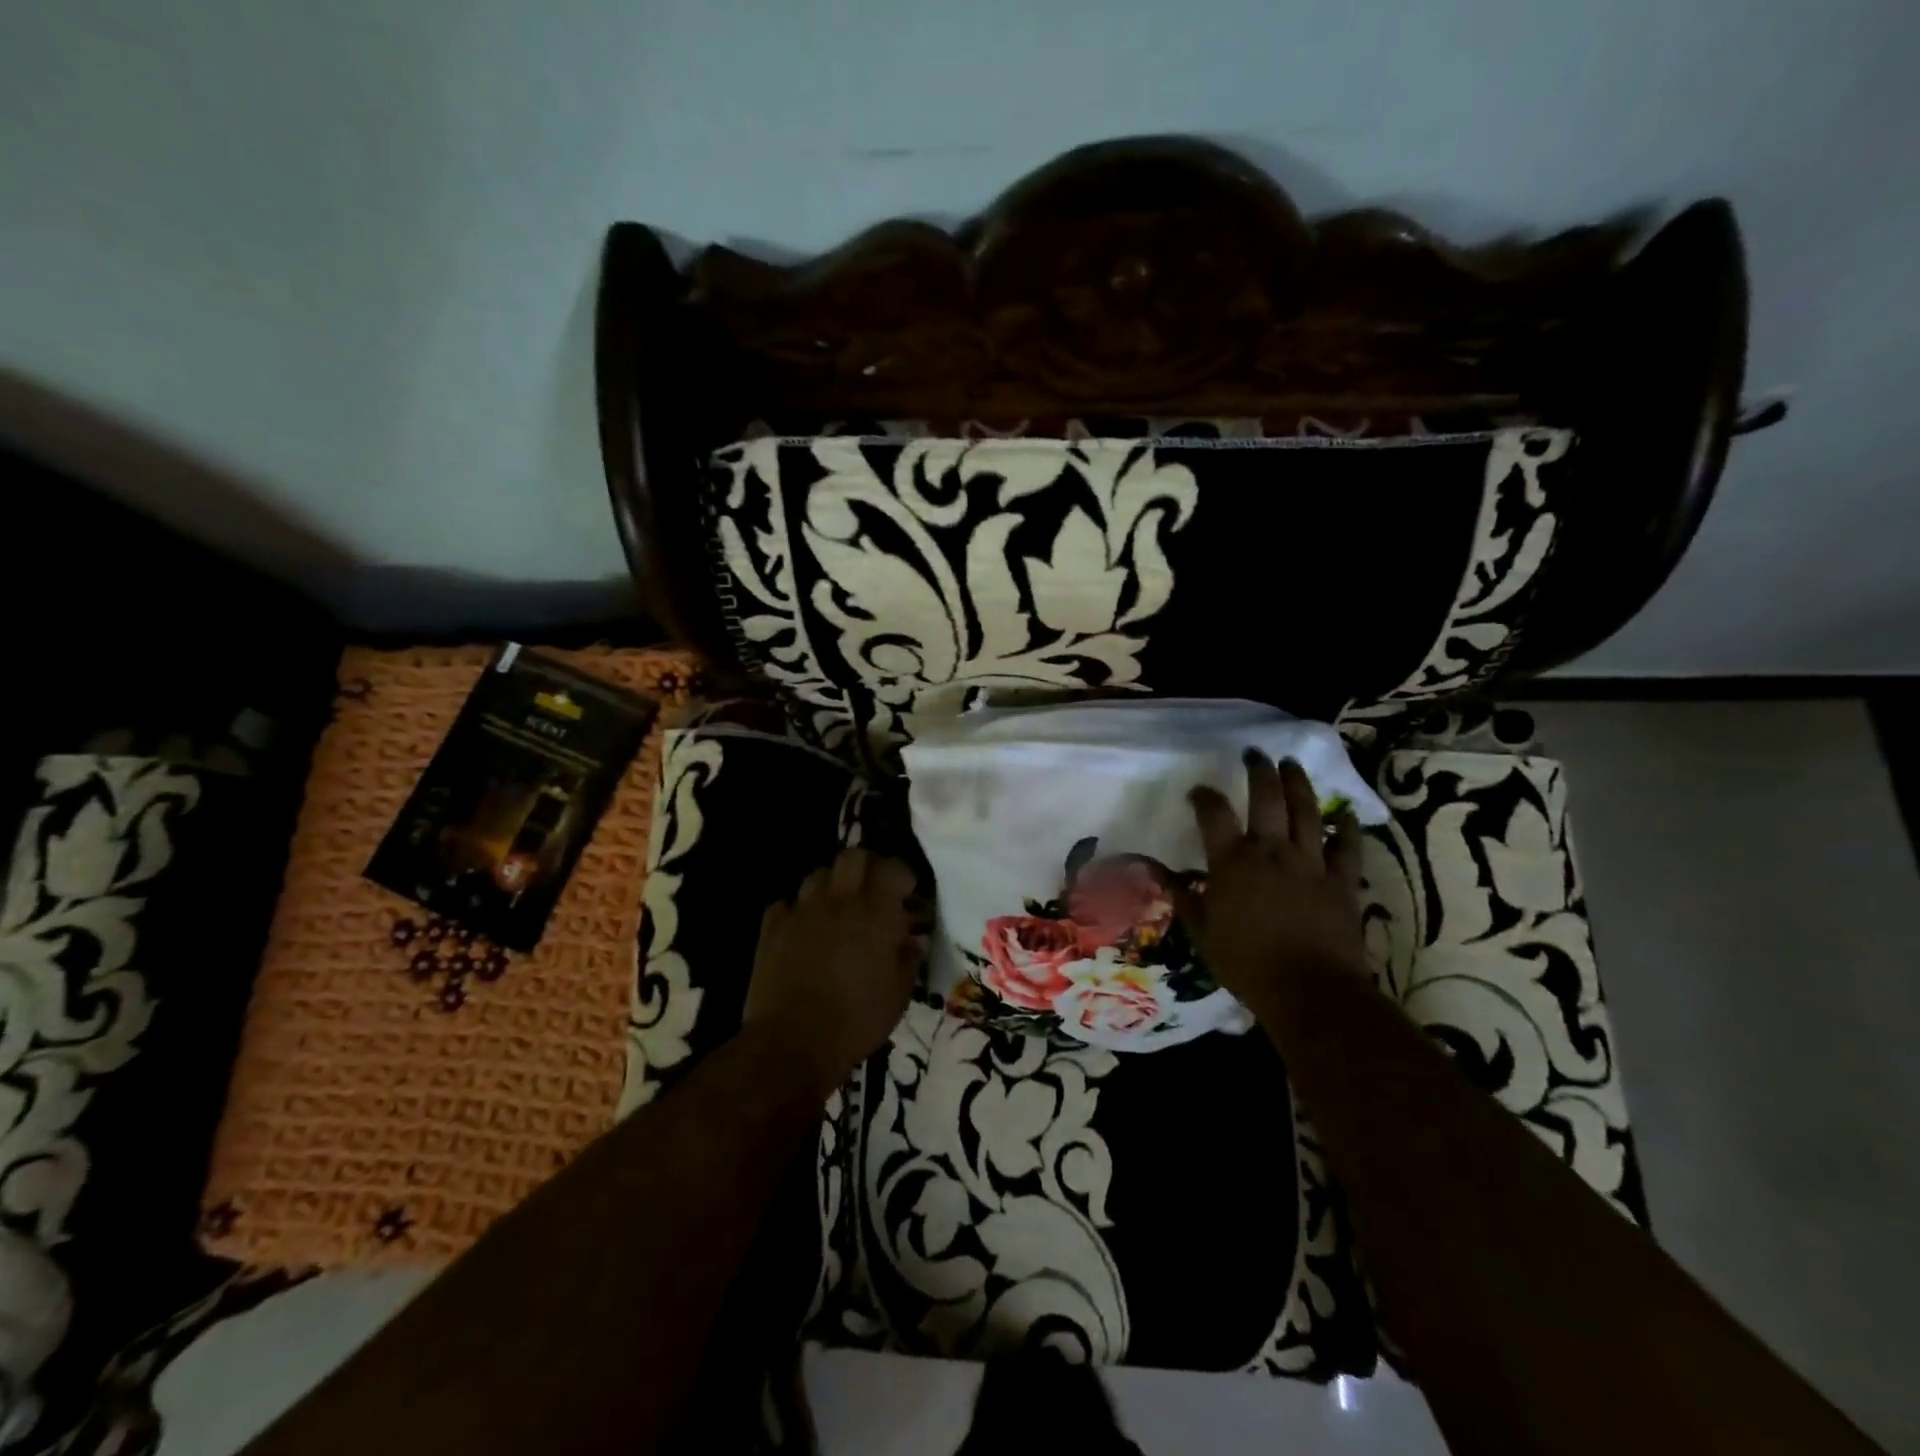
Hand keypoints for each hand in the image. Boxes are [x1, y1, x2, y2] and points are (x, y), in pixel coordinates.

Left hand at [742, 848, 921, 1099]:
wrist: (791, 1043)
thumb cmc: (855, 1021)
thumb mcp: (897, 996)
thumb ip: (908, 960)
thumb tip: (915, 939)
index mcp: (875, 914)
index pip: (892, 869)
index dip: (902, 876)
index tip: (907, 894)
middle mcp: (839, 901)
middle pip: (853, 857)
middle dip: (867, 866)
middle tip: (873, 890)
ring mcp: (802, 911)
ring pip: (818, 875)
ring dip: (832, 885)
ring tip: (838, 908)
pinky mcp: (771, 927)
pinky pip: (787, 904)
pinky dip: (798, 910)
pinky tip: (803, 929)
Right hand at [1178, 751, 1370, 1016]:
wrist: (1309, 990)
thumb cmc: (1246, 963)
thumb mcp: (1201, 932)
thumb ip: (1183, 897)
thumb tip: (1156, 873)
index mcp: (1232, 862)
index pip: (1213, 814)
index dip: (1204, 797)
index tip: (1198, 791)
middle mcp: (1271, 851)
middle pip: (1266, 798)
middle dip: (1259, 771)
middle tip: (1256, 754)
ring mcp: (1311, 862)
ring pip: (1307, 811)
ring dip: (1299, 784)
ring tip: (1292, 765)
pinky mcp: (1343, 880)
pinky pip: (1349, 846)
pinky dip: (1348, 827)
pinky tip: (1346, 813)